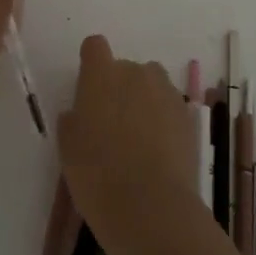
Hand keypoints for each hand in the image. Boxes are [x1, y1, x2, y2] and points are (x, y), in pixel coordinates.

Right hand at [57, 35, 199, 249]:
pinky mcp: (187, 116)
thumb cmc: (98, 175)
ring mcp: (166, 92)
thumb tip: (79, 113)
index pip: (94, 46)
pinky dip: (162, 120)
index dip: (91, 63)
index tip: (88, 88)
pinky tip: (156, 152)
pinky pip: (169, 107)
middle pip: (125, 67)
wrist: (152, 208)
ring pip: (151, 85)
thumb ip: (72, 121)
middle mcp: (136, 73)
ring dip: (143, 100)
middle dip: (118, 87)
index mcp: (102, 75)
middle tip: (110, 125)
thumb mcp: (68, 149)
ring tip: (137, 138)